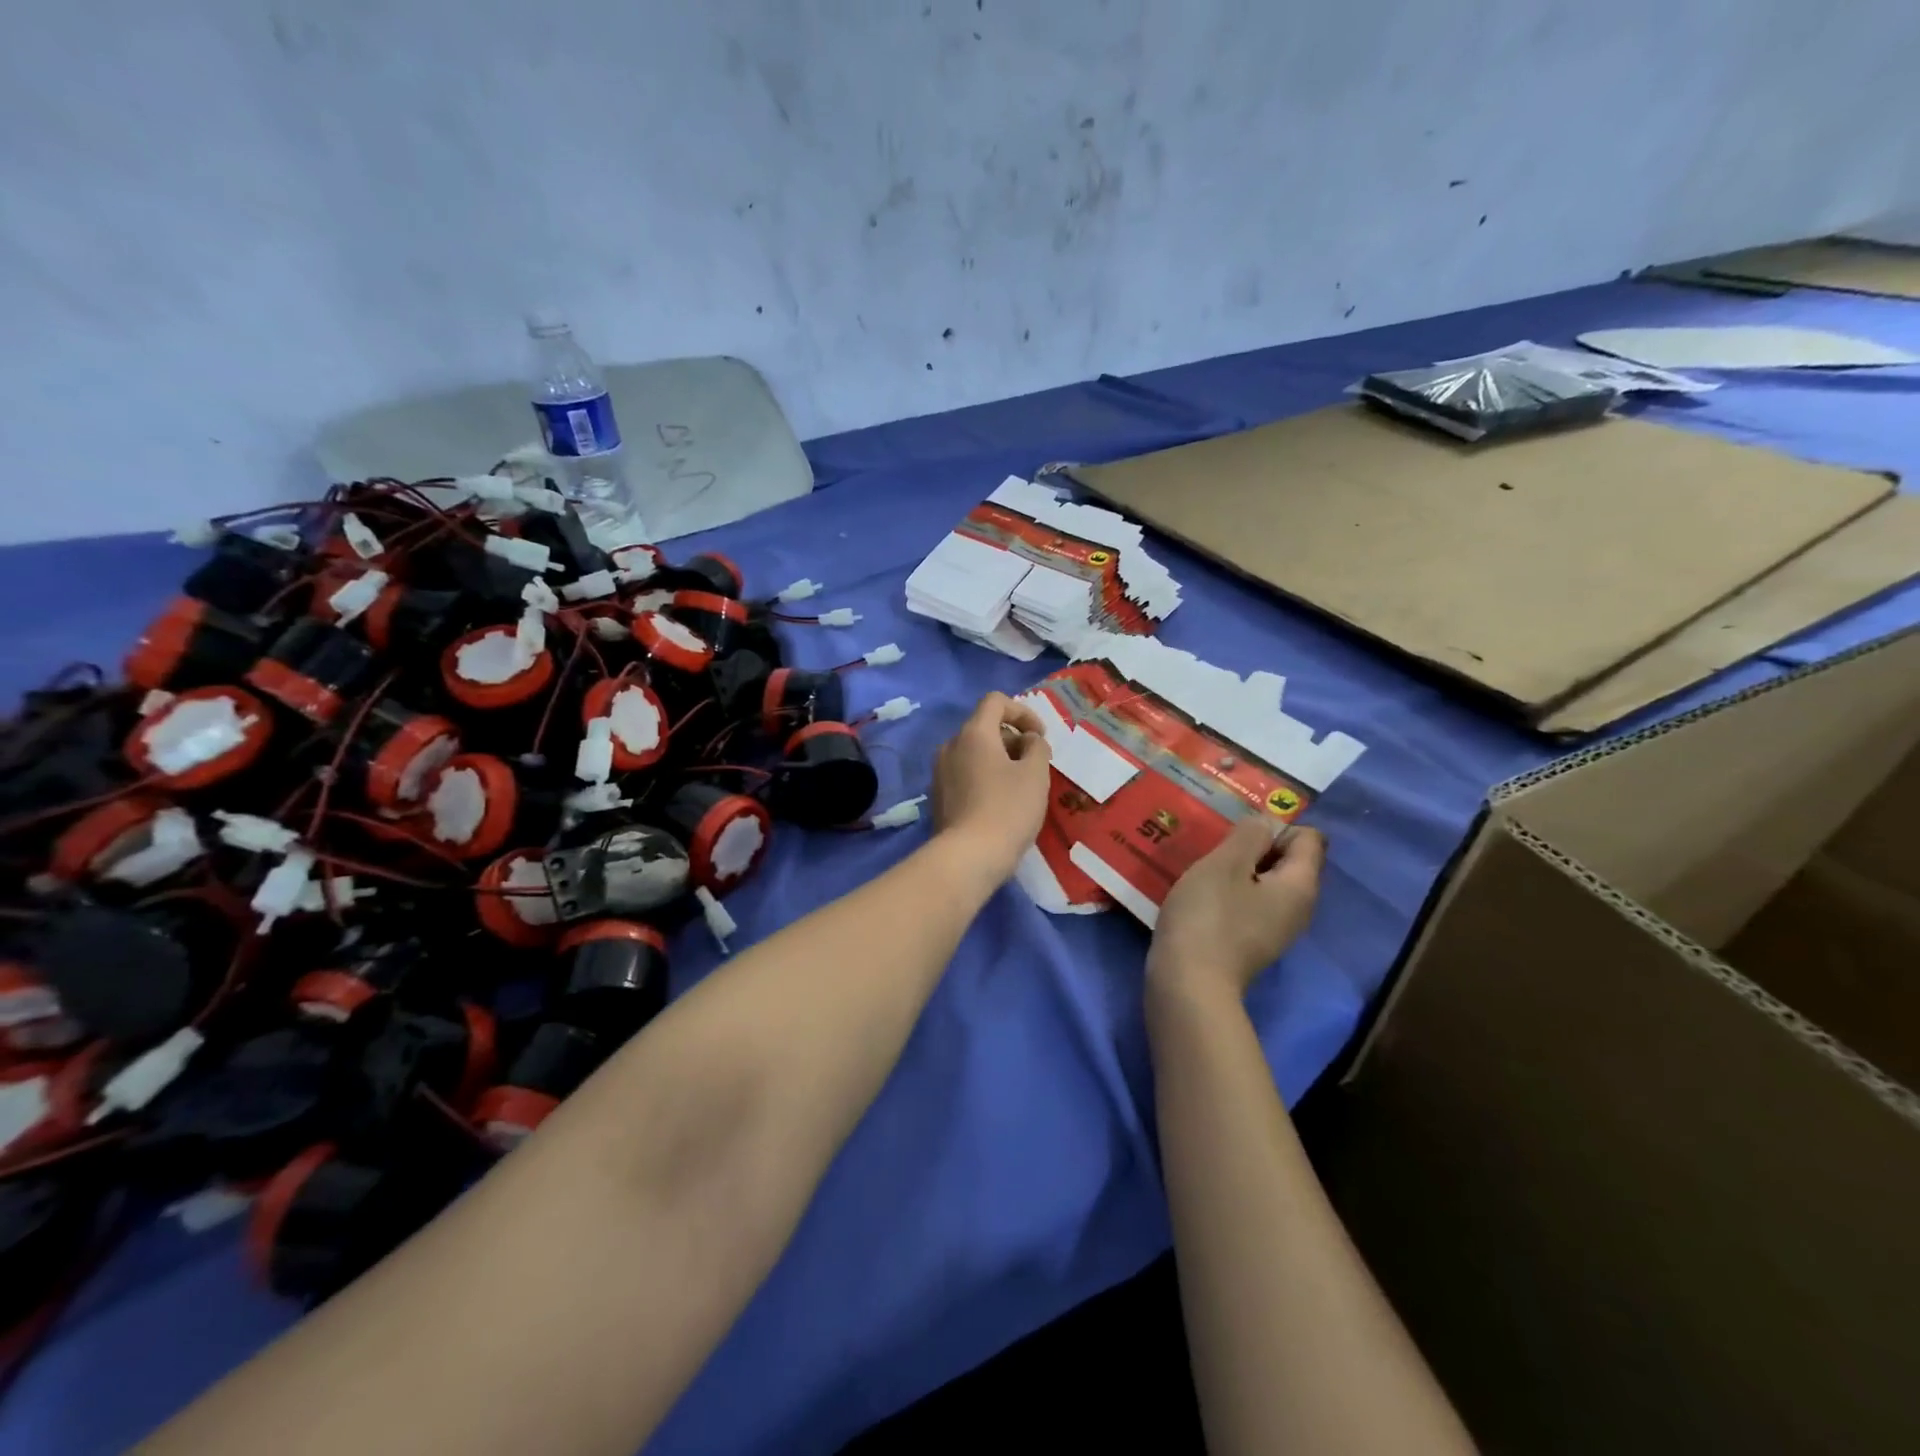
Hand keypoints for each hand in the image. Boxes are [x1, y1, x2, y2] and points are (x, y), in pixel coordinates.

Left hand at [930, 692, 1052, 885]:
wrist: (968, 857)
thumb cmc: (1007, 809)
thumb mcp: (1035, 774)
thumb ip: (1037, 747)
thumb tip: (1028, 741)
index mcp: (973, 733)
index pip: (995, 701)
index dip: (1023, 712)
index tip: (1040, 736)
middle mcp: (950, 746)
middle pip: (984, 727)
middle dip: (1013, 739)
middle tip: (1035, 764)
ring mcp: (939, 772)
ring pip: (973, 753)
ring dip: (999, 760)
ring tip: (1020, 786)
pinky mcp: (938, 797)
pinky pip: (964, 775)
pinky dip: (984, 778)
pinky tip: (1000, 804)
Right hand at [1147, 818, 1324, 1002]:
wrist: (1189, 984)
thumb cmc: (1209, 916)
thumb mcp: (1226, 863)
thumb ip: (1250, 835)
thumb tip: (1266, 824)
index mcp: (1300, 885)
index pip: (1309, 838)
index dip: (1276, 827)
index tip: (1237, 834)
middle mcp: (1298, 909)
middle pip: (1288, 861)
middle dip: (1254, 847)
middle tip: (1216, 847)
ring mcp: (1275, 930)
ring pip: (1265, 883)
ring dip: (1237, 871)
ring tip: (1203, 868)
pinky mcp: (1251, 944)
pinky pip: (1249, 905)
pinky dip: (1229, 894)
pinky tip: (1200, 896)